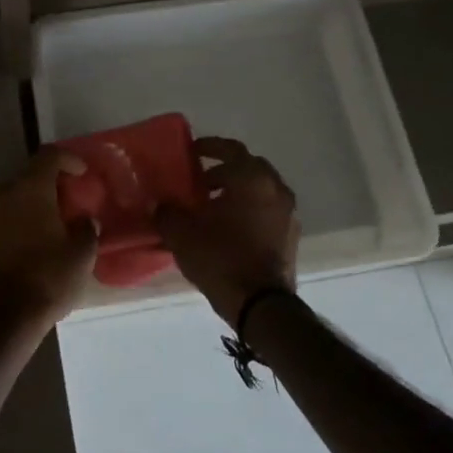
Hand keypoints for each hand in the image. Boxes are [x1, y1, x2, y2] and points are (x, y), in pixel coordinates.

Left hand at [0, 148, 97, 326]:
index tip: (82, 173)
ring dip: (33, 205)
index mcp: (30, 188)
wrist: (3, 315)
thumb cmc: (48, 277)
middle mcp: (3, 193)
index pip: (49, 156)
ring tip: (53, 225)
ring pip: (13, 198)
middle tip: (70, 202)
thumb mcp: (81, 254)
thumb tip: (84, 221)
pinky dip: (18, 221)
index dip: (68, 159)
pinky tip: (34, 243)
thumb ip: (86, 229)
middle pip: (29, 176)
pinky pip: (2, 218)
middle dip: (50, 185)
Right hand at [156, 137, 298, 328]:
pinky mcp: (291, 235)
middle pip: (249, 167)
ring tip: (212, 207)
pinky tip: (229, 227)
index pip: (230, 149)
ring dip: (238, 191)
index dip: (209, 146)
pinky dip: (250, 209)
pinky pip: (268, 210)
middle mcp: (275, 188)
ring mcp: (288, 212)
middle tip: (200, 182)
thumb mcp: (182, 234)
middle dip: (224, 170)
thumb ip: (167, 212)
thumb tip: (161, 203)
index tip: (192, 152)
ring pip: (260, 189)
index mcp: (251, 179)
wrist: (261, 305)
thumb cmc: (221, 259)